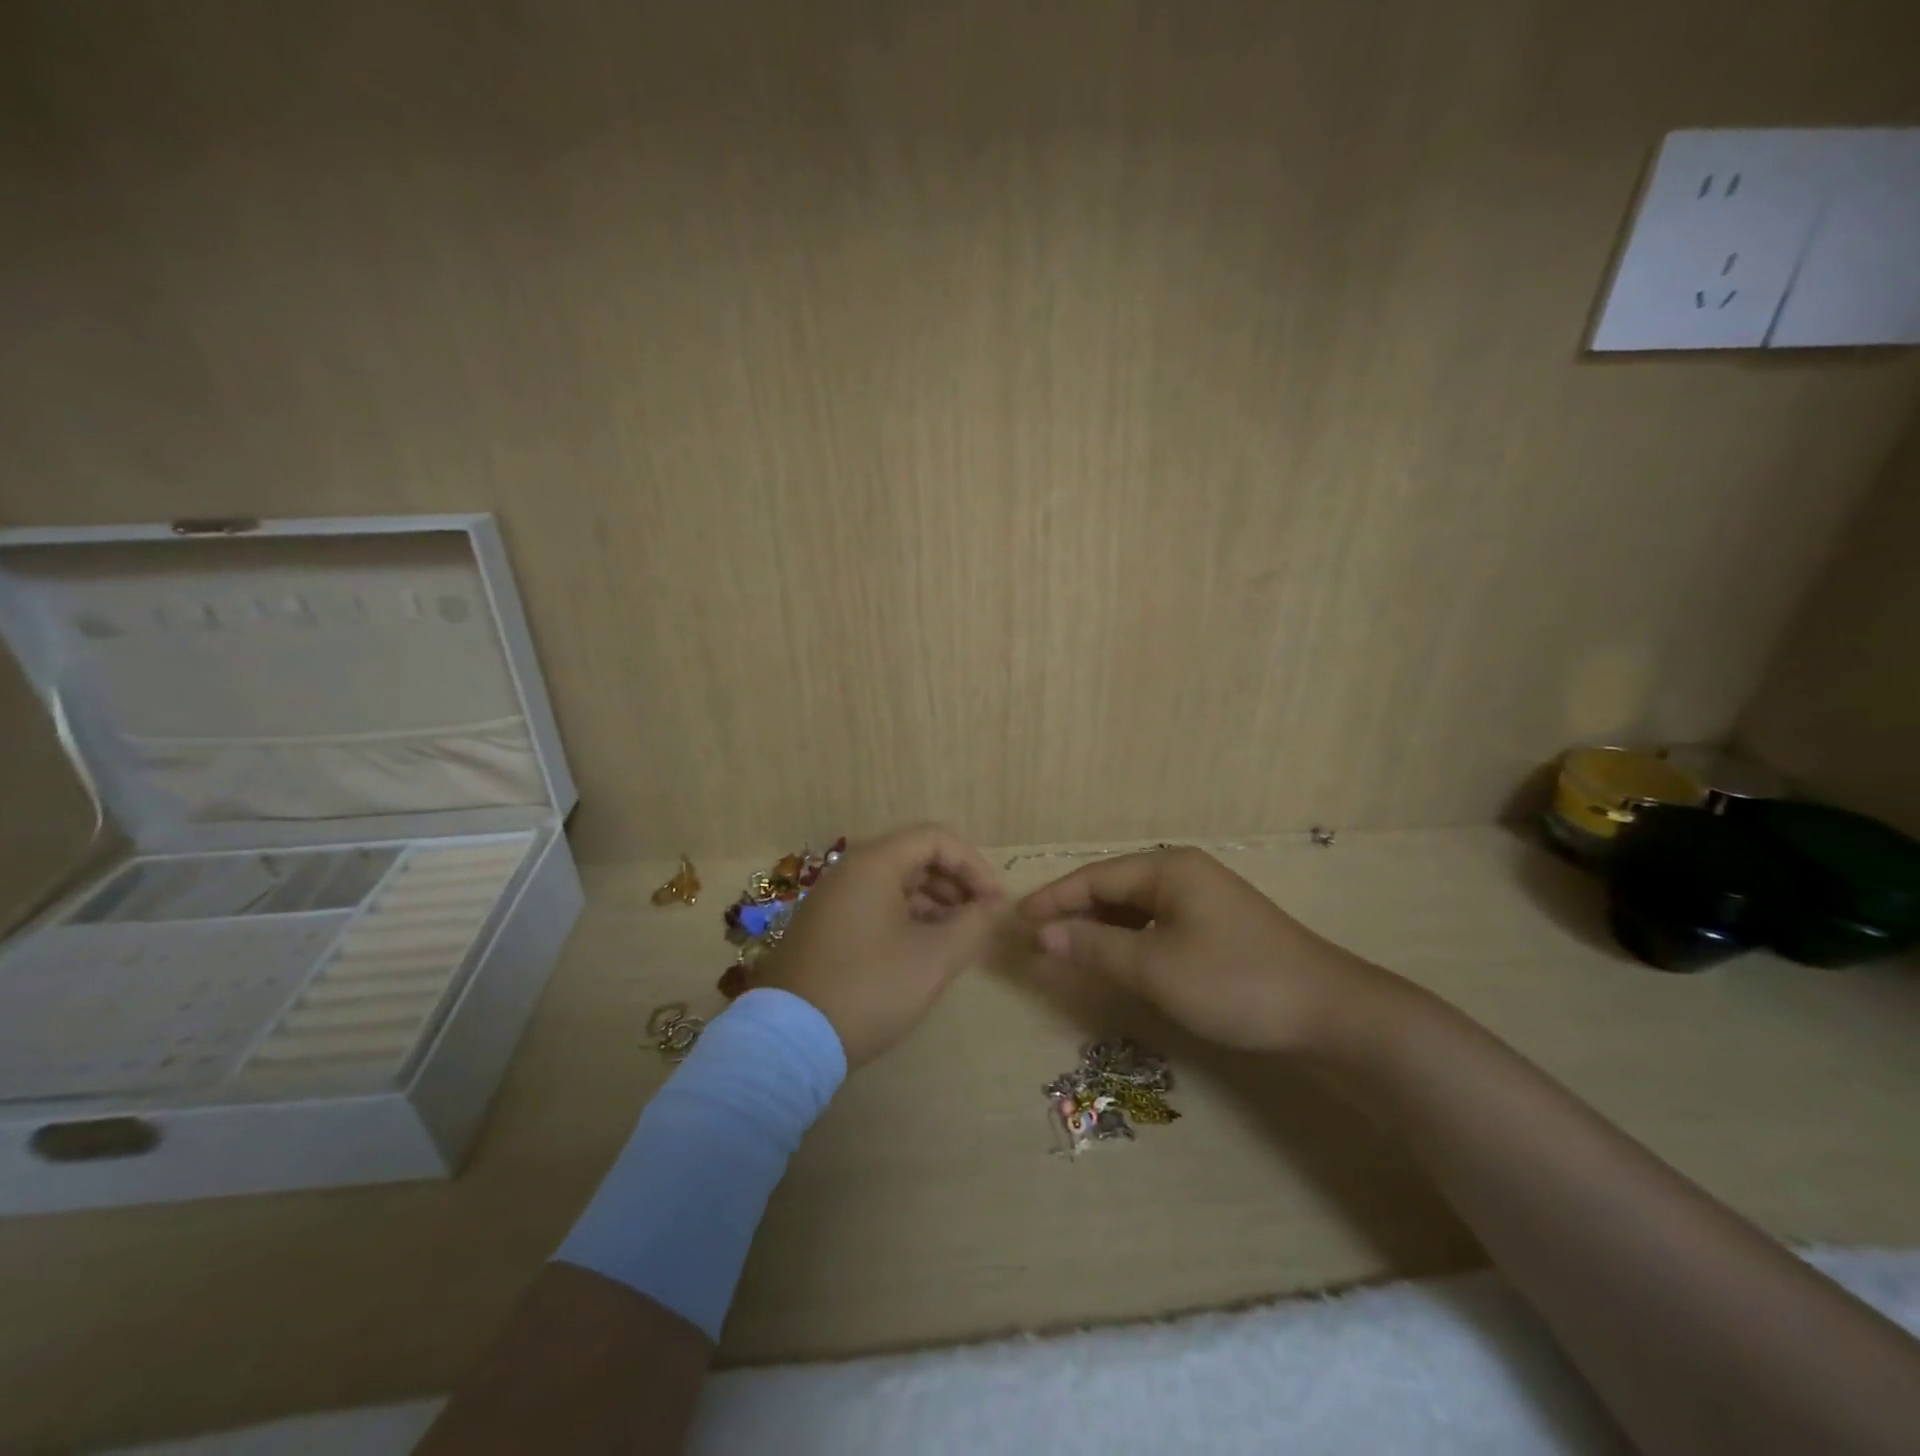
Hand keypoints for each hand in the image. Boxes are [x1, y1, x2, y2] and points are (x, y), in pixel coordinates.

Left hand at [755, 824, 1005, 1067]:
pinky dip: (907, 919)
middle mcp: (849, 871)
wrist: (789, 1040)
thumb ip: (973, 924)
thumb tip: (992, 905)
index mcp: (874, 863)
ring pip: (895, 884)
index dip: (974, 865)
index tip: (995, 902)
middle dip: (955, 884)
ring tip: (958, 939)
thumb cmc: (870, 988)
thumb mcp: (934, 958)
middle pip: (915, 858)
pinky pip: (875, 907)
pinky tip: (923, 952)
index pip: (936, 839)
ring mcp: (832, 900)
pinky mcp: (824, 928)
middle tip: (981, 920)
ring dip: (933, 904)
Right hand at [1019, 846, 1398, 1054]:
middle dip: (1073, 912)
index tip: (1016, 921)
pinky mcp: (1217, 925)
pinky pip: (1157, 922)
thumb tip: (1042, 932)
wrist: (1329, 1012)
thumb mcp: (1155, 967)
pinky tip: (1117, 958)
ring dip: (1100, 927)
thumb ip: (1094, 947)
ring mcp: (1203, 898)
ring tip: (1067, 950)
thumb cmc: (1234, 982)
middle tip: (1037, 940)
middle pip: (1113, 887)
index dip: (1052, 899)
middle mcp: (1183, 872)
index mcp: (1167, 868)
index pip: (1094, 877)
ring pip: (1135, 907)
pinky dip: (1130, 939)